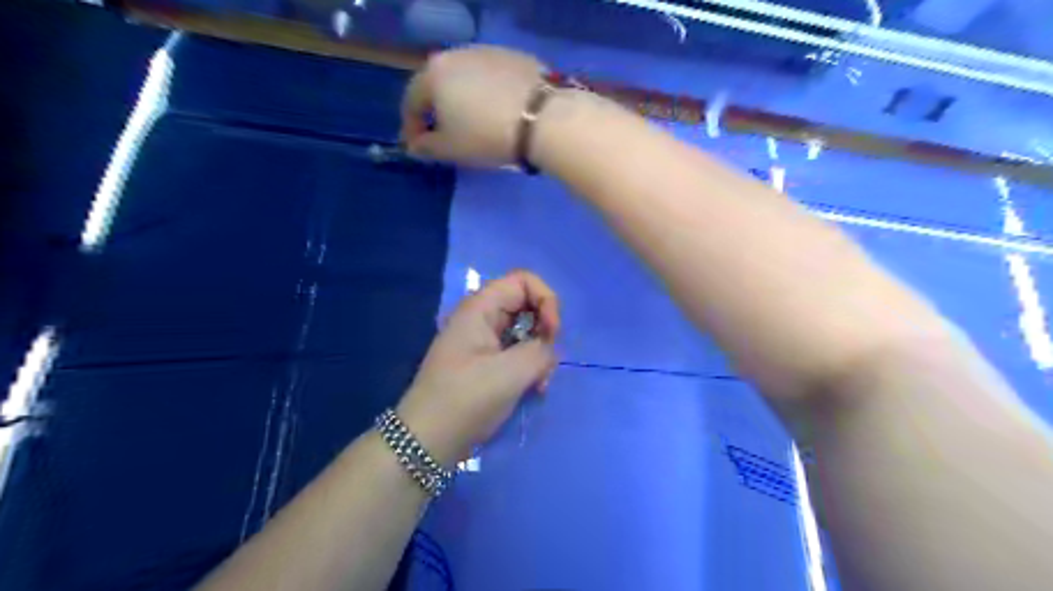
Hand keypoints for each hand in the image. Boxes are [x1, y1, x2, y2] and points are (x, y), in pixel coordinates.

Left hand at [395, 271, 557, 466]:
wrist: (427, 441)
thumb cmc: (465, 400)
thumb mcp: (510, 374)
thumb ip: (541, 351)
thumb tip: (548, 348)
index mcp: (480, 308)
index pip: (524, 281)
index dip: (546, 300)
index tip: (553, 332)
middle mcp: (482, 318)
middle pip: (528, 306)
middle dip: (545, 331)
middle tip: (546, 363)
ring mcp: (484, 341)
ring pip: (526, 332)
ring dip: (540, 355)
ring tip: (540, 384)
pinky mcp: (487, 363)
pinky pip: (518, 353)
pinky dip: (530, 368)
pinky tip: (533, 390)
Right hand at [400, 44, 547, 165]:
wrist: (543, 119)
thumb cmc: (487, 136)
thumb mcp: (450, 149)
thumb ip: (426, 148)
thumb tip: (414, 146)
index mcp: (433, 74)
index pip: (411, 101)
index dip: (411, 128)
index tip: (418, 148)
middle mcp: (456, 54)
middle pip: (438, 85)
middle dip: (436, 111)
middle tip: (443, 134)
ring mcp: (488, 52)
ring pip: (465, 79)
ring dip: (463, 100)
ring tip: (472, 122)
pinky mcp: (515, 57)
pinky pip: (491, 78)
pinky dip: (487, 94)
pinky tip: (498, 112)